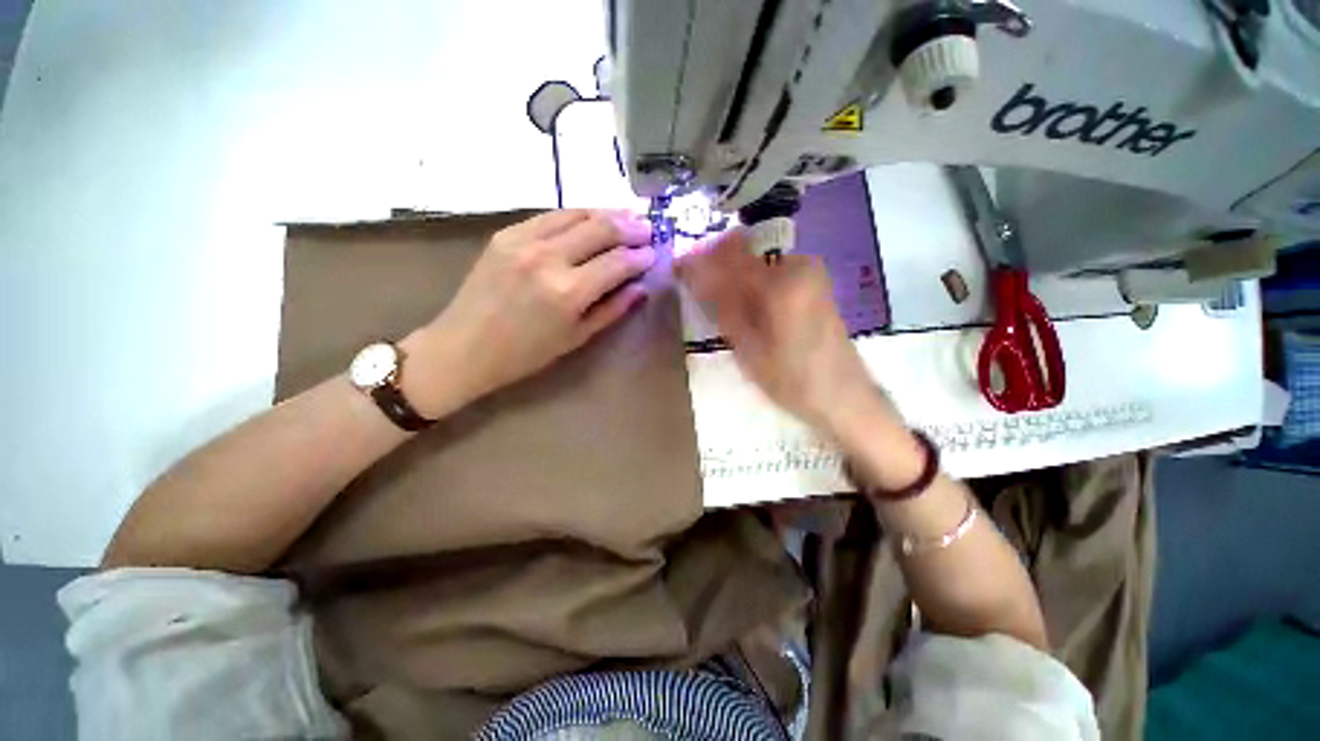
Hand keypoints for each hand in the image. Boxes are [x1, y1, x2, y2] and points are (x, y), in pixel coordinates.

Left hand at [403, 210, 654, 415]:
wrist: (465, 347)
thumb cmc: (526, 354)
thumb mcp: (576, 338)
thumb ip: (612, 309)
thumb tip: (641, 288)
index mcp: (568, 292)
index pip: (617, 262)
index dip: (641, 255)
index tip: (655, 253)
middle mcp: (548, 258)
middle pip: (601, 228)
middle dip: (631, 226)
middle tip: (648, 227)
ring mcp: (524, 240)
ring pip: (576, 213)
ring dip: (606, 213)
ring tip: (626, 216)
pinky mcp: (506, 233)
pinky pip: (550, 215)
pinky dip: (576, 215)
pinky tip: (590, 219)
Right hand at [676, 228, 890, 435]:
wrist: (843, 397)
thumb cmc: (791, 379)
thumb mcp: (748, 347)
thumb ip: (722, 305)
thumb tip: (694, 274)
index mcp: (781, 282)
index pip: (728, 256)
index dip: (699, 260)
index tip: (678, 269)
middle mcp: (798, 266)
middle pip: (744, 253)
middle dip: (716, 268)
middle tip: (699, 293)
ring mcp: (810, 272)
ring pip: (757, 263)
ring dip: (734, 278)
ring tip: (720, 306)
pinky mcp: (815, 283)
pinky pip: (772, 273)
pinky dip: (753, 285)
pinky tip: (746, 308)